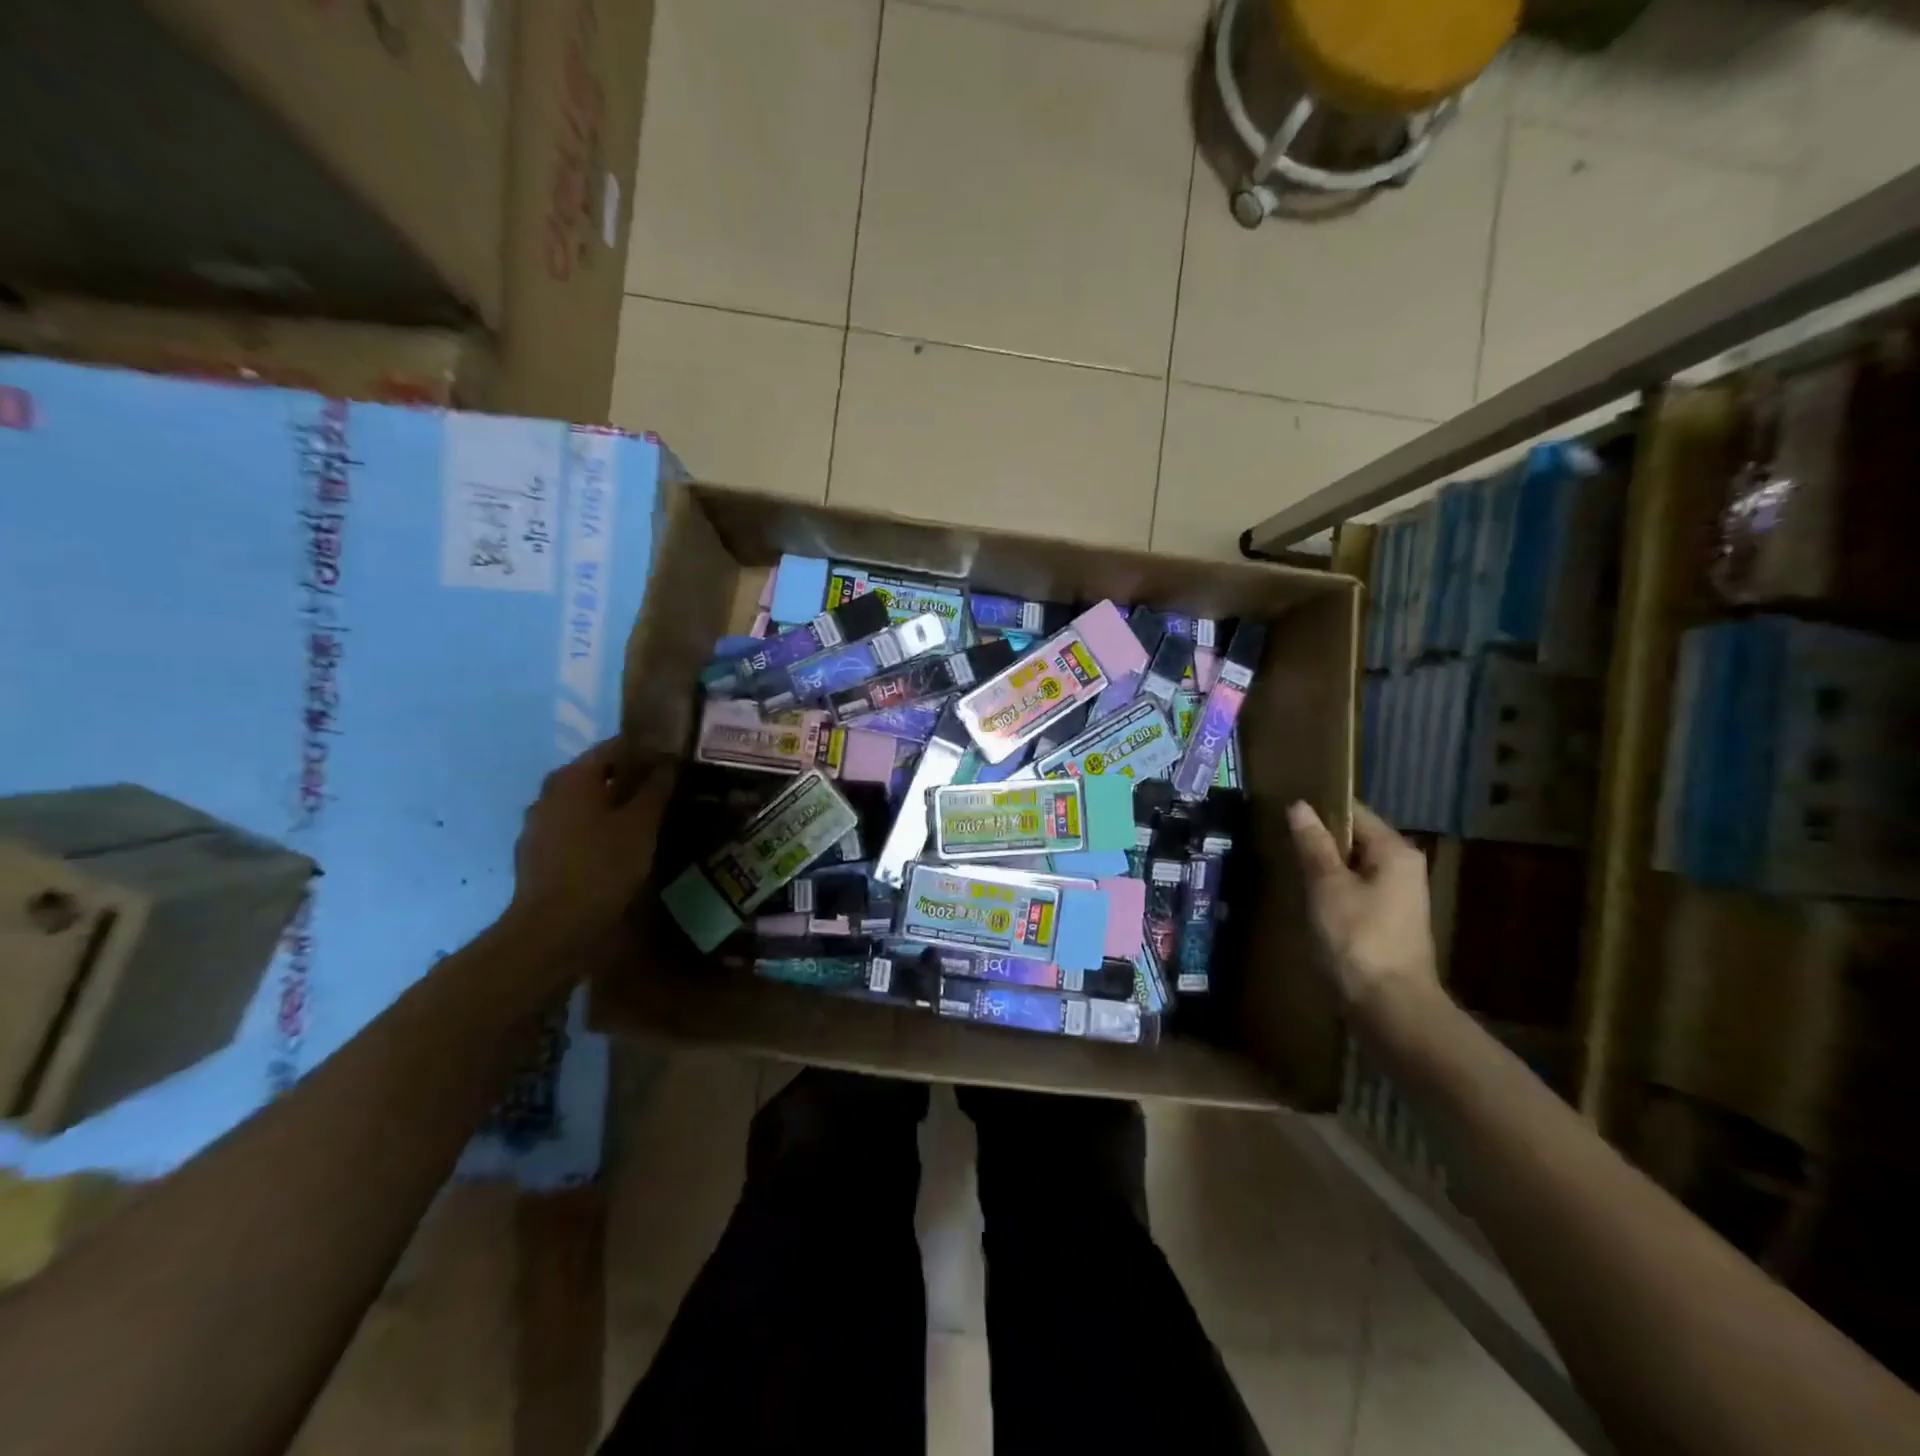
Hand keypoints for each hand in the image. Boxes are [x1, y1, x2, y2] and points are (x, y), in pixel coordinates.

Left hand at [505, 739, 673, 944]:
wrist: (554, 926)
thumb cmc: (602, 865)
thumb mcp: (641, 825)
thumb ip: (655, 788)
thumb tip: (668, 761)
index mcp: (573, 778)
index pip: (613, 747)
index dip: (645, 749)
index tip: (672, 758)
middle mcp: (549, 793)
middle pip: (595, 774)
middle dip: (628, 778)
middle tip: (663, 788)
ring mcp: (538, 825)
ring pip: (583, 803)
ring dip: (611, 805)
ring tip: (644, 818)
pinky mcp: (536, 854)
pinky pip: (572, 829)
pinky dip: (595, 829)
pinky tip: (616, 846)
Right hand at [1287, 800, 1439, 1015]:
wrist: (1390, 1008)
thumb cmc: (1358, 939)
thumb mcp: (1327, 886)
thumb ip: (1313, 845)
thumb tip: (1300, 806)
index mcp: (1395, 851)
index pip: (1354, 812)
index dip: (1319, 808)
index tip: (1283, 810)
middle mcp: (1403, 867)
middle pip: (1355, 839)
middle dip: (1318, 839)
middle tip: (1278, 838)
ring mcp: (1397, 897)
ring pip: (1352, 866)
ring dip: (1322, 866)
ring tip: (1285, 865)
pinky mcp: (1387, 922)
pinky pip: (1354, 890)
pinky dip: (1331, 889)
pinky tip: (1306, 898)